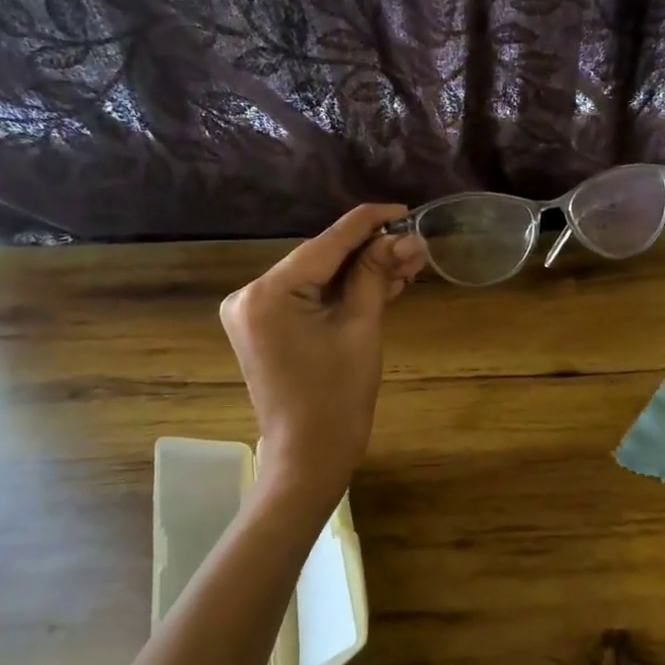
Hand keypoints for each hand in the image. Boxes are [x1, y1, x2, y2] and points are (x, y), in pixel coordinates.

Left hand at [219, 204, 426, 504]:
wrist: (309, 456)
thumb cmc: (338, 397)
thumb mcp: (361, 328)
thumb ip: (377, 274)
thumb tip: (405, 237)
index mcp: (268, 293)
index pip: (326, 244)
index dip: (368, 223)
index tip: (404, 208)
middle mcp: (250, 294)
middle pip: (320, 259)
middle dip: (369, 251)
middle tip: (414, 244)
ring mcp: (253, 312)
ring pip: (316, 278)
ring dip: (359, 272)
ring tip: (406, 264)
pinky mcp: (264, 327)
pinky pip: (307, 298)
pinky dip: (340, 293)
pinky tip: (379, 283)